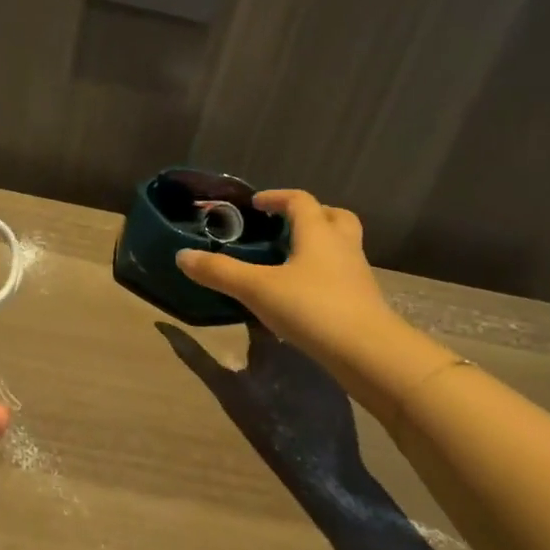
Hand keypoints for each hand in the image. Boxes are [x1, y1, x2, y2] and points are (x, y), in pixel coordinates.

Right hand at [176, 190, 396, 359]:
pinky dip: (323, 275)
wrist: (367, 352)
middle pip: (334, 217)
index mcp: (318, 233)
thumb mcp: (256, 289)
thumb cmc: (312, 308)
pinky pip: (342, 275)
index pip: (300, 201)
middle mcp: (342, 246)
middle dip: (311, 215)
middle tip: (285, 226)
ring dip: (320, 245)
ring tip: (291, 261)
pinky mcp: (362, 301)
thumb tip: (182, 256)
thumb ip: (219, 272)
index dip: (277, 197)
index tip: (256, 204)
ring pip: (342, 247)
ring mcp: (356, 274)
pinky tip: (304, 294)